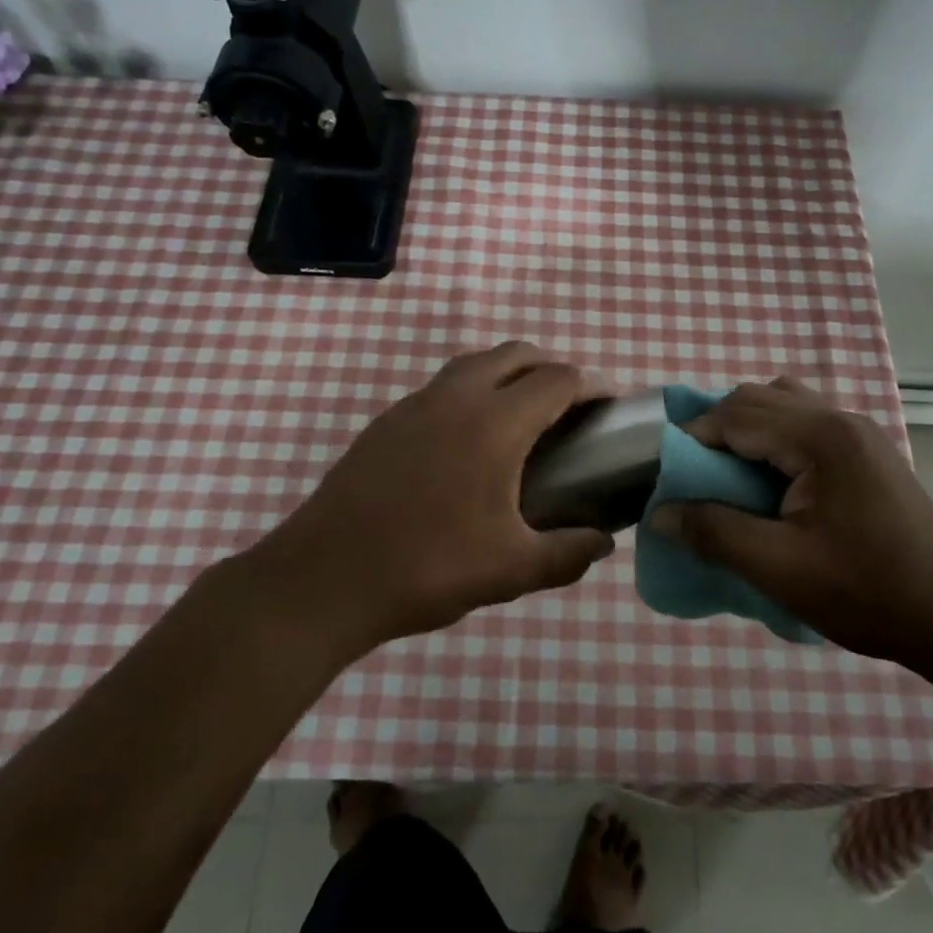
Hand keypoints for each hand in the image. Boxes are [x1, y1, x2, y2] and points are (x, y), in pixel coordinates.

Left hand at [251, 342, 615, 658]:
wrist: (323, 579)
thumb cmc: (426, 568)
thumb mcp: (510, 571)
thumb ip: (568, 554)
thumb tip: (603, 544)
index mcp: (494, 423)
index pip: (558, 379)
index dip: (592, 386)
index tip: (609, 407)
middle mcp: (457, 397)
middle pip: (517, 354)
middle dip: (552, 369)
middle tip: (569, 410)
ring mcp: (416, 404)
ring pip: (475, 363)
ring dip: (509, 374)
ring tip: (523, 419)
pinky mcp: (387, 420)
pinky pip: (444, 385)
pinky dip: (473, 391)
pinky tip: (469, 443)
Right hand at [653, 378, 932, 666]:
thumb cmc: (866, 591)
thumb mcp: (779, 568)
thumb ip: (714, 533)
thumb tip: (661, 513)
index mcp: (820, 437)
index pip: (736, 414)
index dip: (693, 439)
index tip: (667, 475)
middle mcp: (839, 418)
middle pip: (758, 397)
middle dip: (717, 429)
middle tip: (695, 476)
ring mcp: (858, 431)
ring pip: (784, 403)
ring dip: (748, 428)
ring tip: (731, 474)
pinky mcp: (867, 451)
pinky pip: (806, 422)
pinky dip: (774, 437)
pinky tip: (771, 481)